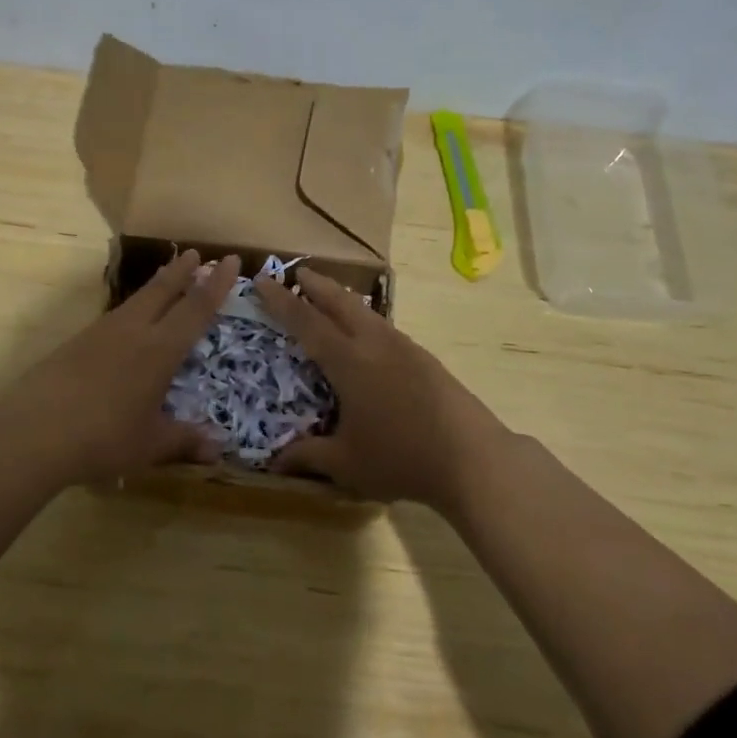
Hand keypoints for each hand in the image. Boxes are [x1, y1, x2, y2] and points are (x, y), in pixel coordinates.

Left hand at [0, 249, 240, 486]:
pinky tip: (127, 320)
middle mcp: (133, 331)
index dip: (215, 285)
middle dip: (183, 271)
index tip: (230, 260)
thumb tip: (217, 451)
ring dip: (156, 285)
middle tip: (197, 252)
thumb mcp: (149, 445)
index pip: (196, 309)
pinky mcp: (76, 342)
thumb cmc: (103, 437)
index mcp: (160, 350)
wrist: (33, 431)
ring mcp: (101, 333)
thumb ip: (184, 442)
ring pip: (136, 299)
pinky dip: (132, 308)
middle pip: (162, 291)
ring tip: (166, 277)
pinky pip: (115, 316)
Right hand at [252, 270, 518, 509]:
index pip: (306, 322)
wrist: (472, 458)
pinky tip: (367, 335)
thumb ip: (308, 456)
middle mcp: (375, 343)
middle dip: (317, 285)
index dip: (282, 301)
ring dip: (343, 299)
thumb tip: (274, 462)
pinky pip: (384, 327)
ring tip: (330, 298)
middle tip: (299, 273)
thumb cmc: (400, 458)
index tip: (264, 280)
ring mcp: (404, 347)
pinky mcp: (425, 358)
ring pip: (366, 312)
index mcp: (349, 361)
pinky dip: (365, 319)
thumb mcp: (346, 463)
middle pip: (340, 302)